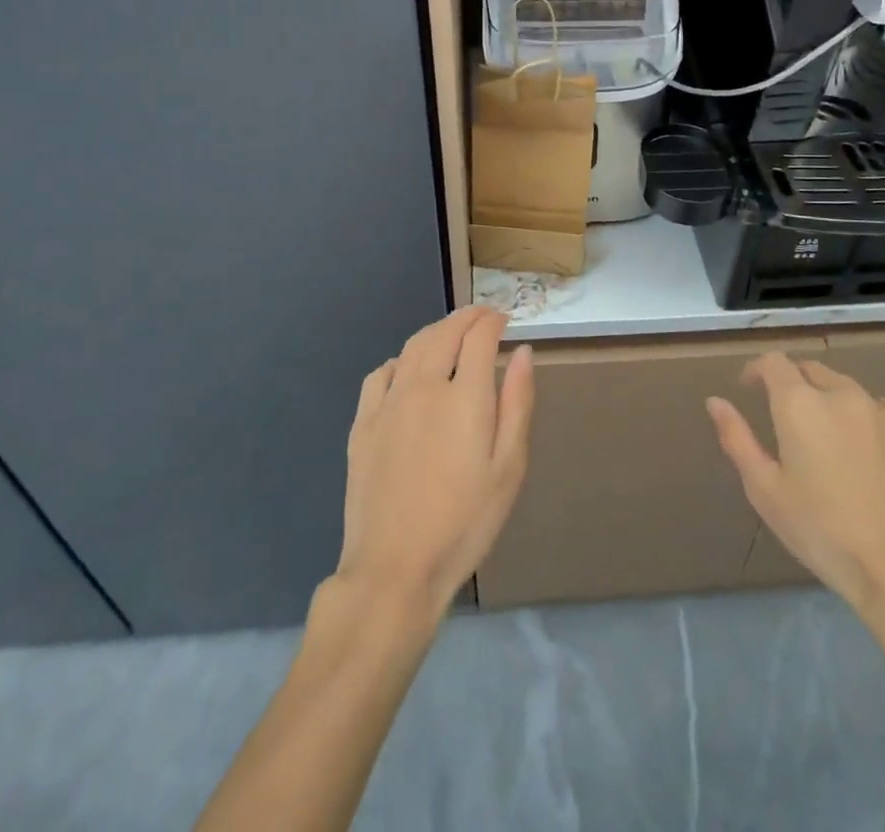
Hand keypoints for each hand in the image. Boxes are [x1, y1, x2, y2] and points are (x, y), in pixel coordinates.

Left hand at [335, 306, 534, 617]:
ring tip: (451, 335)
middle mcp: (424, 386)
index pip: (479, 336)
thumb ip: (517, 403)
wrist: (394, 569)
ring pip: (412, 346)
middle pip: (444, 332)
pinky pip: (381, 373)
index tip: (504, 320)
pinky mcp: (362, 423)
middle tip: (482, 317)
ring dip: (435, 332)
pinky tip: (407, 371)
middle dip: (467, 317)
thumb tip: (522, 352)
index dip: (493, 321)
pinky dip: (400, 360)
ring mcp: (388, 403)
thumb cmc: (464, 523)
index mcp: (464, 396)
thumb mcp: (509, 469)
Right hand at [707, 353, 884, 615]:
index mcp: (800, 403)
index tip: (749, 389)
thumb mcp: (765, 490)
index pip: (774, 362)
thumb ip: (737, 438)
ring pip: (849, 390)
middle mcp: (843, 394)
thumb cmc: (821, 532)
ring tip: (828, 438)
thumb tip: (715, 401)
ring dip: (831, 401)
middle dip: (794, 384)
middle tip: (787, 419)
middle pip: (812, 370)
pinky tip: (868, 455)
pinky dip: (869, 422)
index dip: (757, 370)